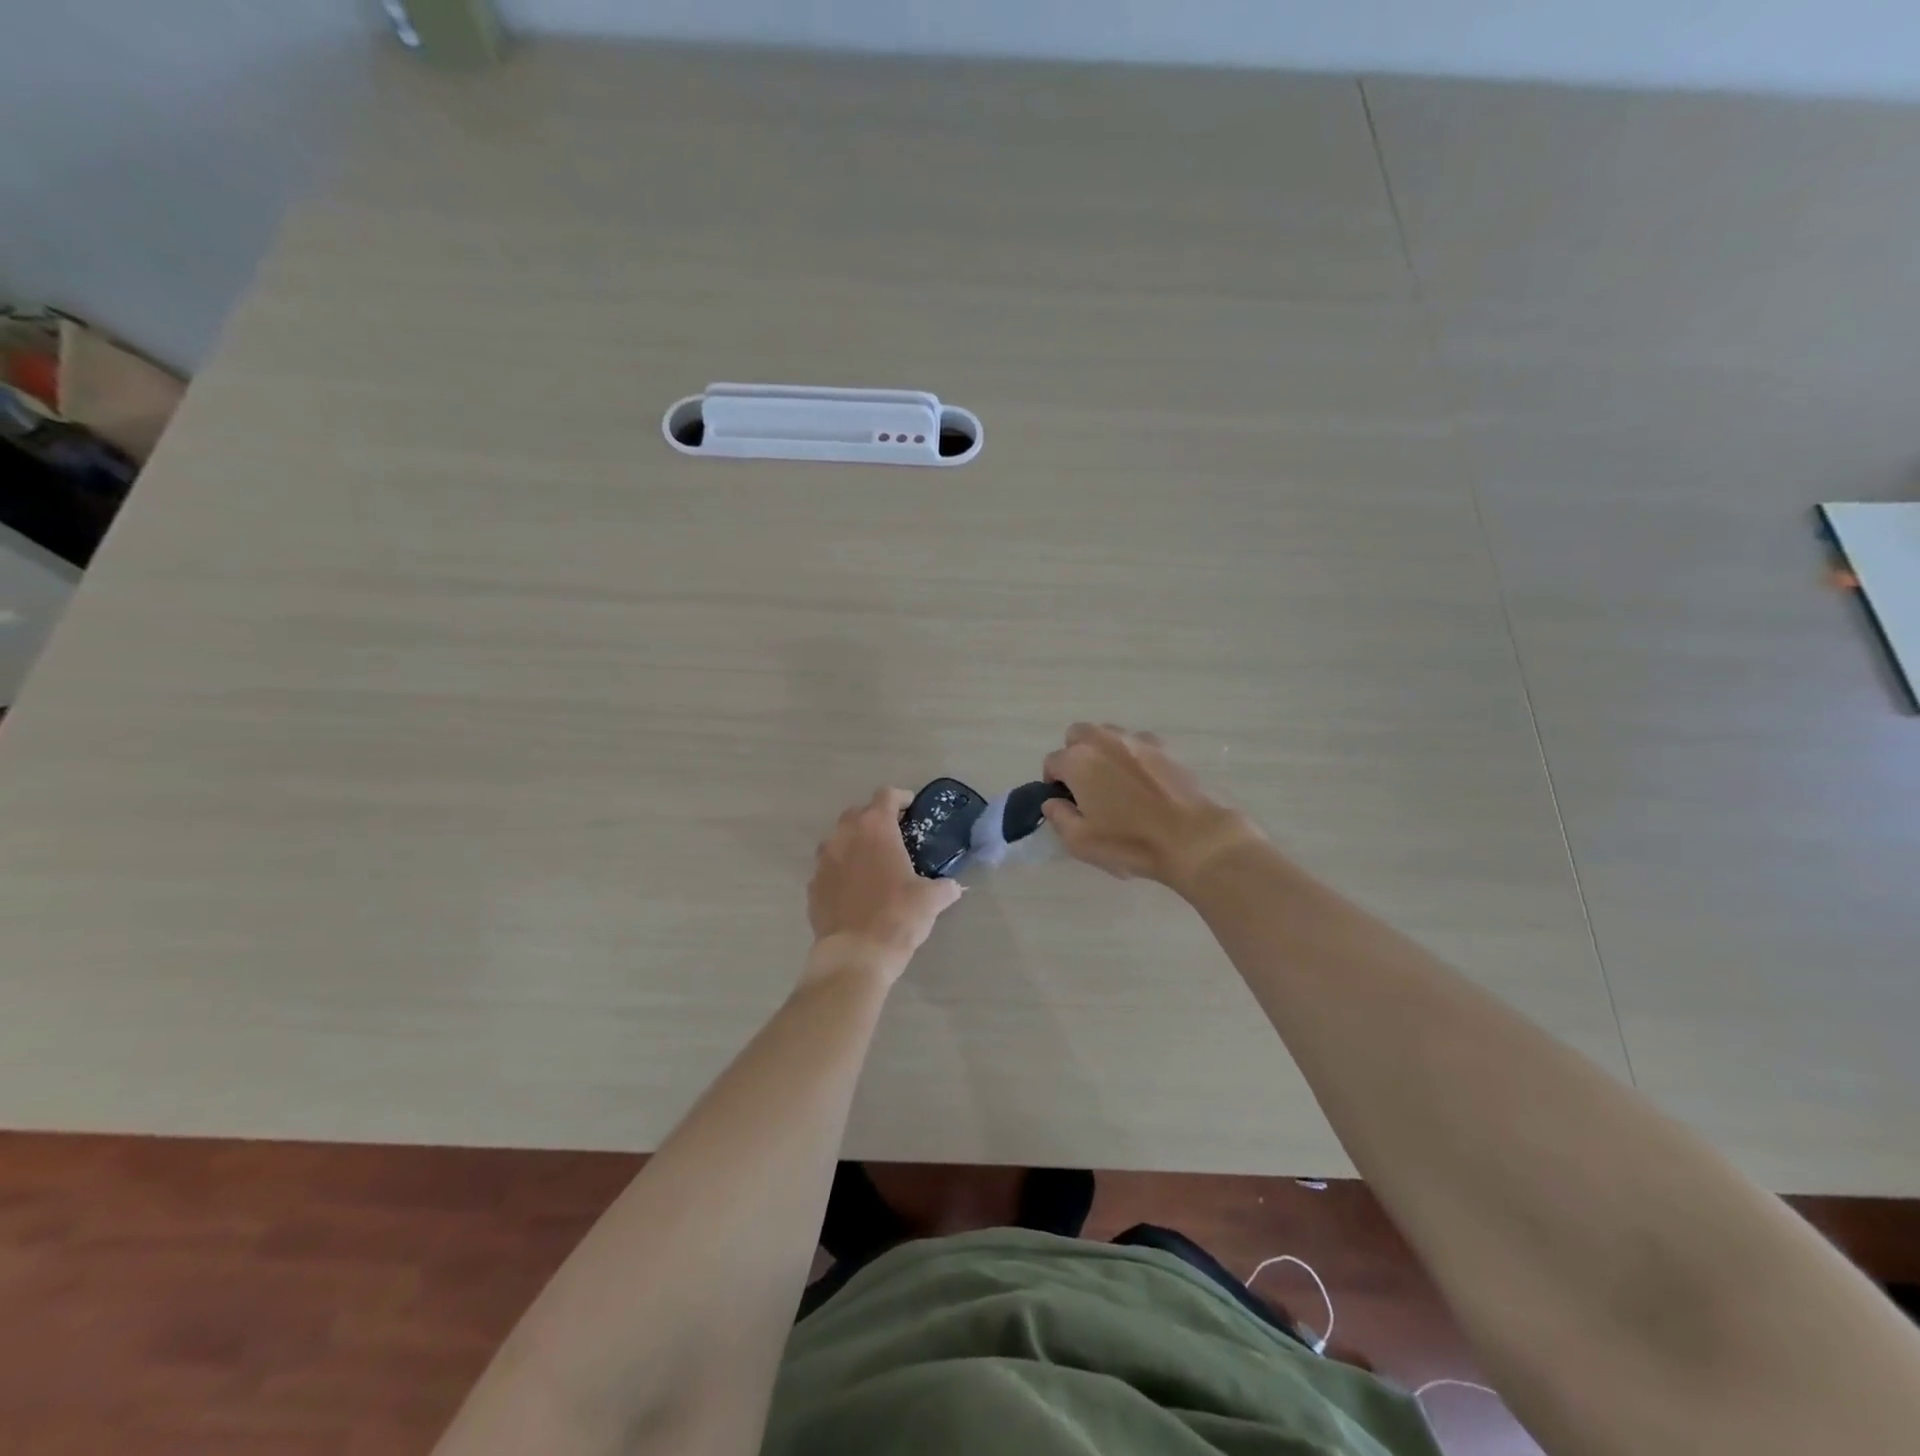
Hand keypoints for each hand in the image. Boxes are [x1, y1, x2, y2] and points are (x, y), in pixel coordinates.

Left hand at [807, 787, 963, 980]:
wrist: (855, 955)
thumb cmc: (897, 916)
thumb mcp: (931, 900)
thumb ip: (944, 887)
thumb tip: (952, 887)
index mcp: (875, 828)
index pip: (886, 795)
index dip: (901, 798)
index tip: (911, 809)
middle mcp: (844, 835)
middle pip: (858, 813)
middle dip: (875, 819)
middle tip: (894, 837)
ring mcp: (823, 860)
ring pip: (839, 839)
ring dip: (854, 844)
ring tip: (873, 863)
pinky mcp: (812, 885)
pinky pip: (828, 868)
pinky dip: (841, 871)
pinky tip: (855, 890)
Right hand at [1041, 723, 1260, 891]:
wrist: (1192, 838)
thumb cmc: (1129, 842)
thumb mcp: (1080, 841)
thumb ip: (1058, 817)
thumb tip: (1053, 801)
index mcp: (1079, 761)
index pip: (1053, 762)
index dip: (1053, 782)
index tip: (1063, 802)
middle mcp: (1104, 741)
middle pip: (1078, 735)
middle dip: (1074, 755)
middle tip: (1084, 785)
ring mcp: (1137, 741)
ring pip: (1108, 734)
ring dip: (1102, 751)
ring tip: (1113, 781)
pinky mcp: (1164, 748)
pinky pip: (1137, 743)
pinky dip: (1131, 755)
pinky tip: (1141, 781)